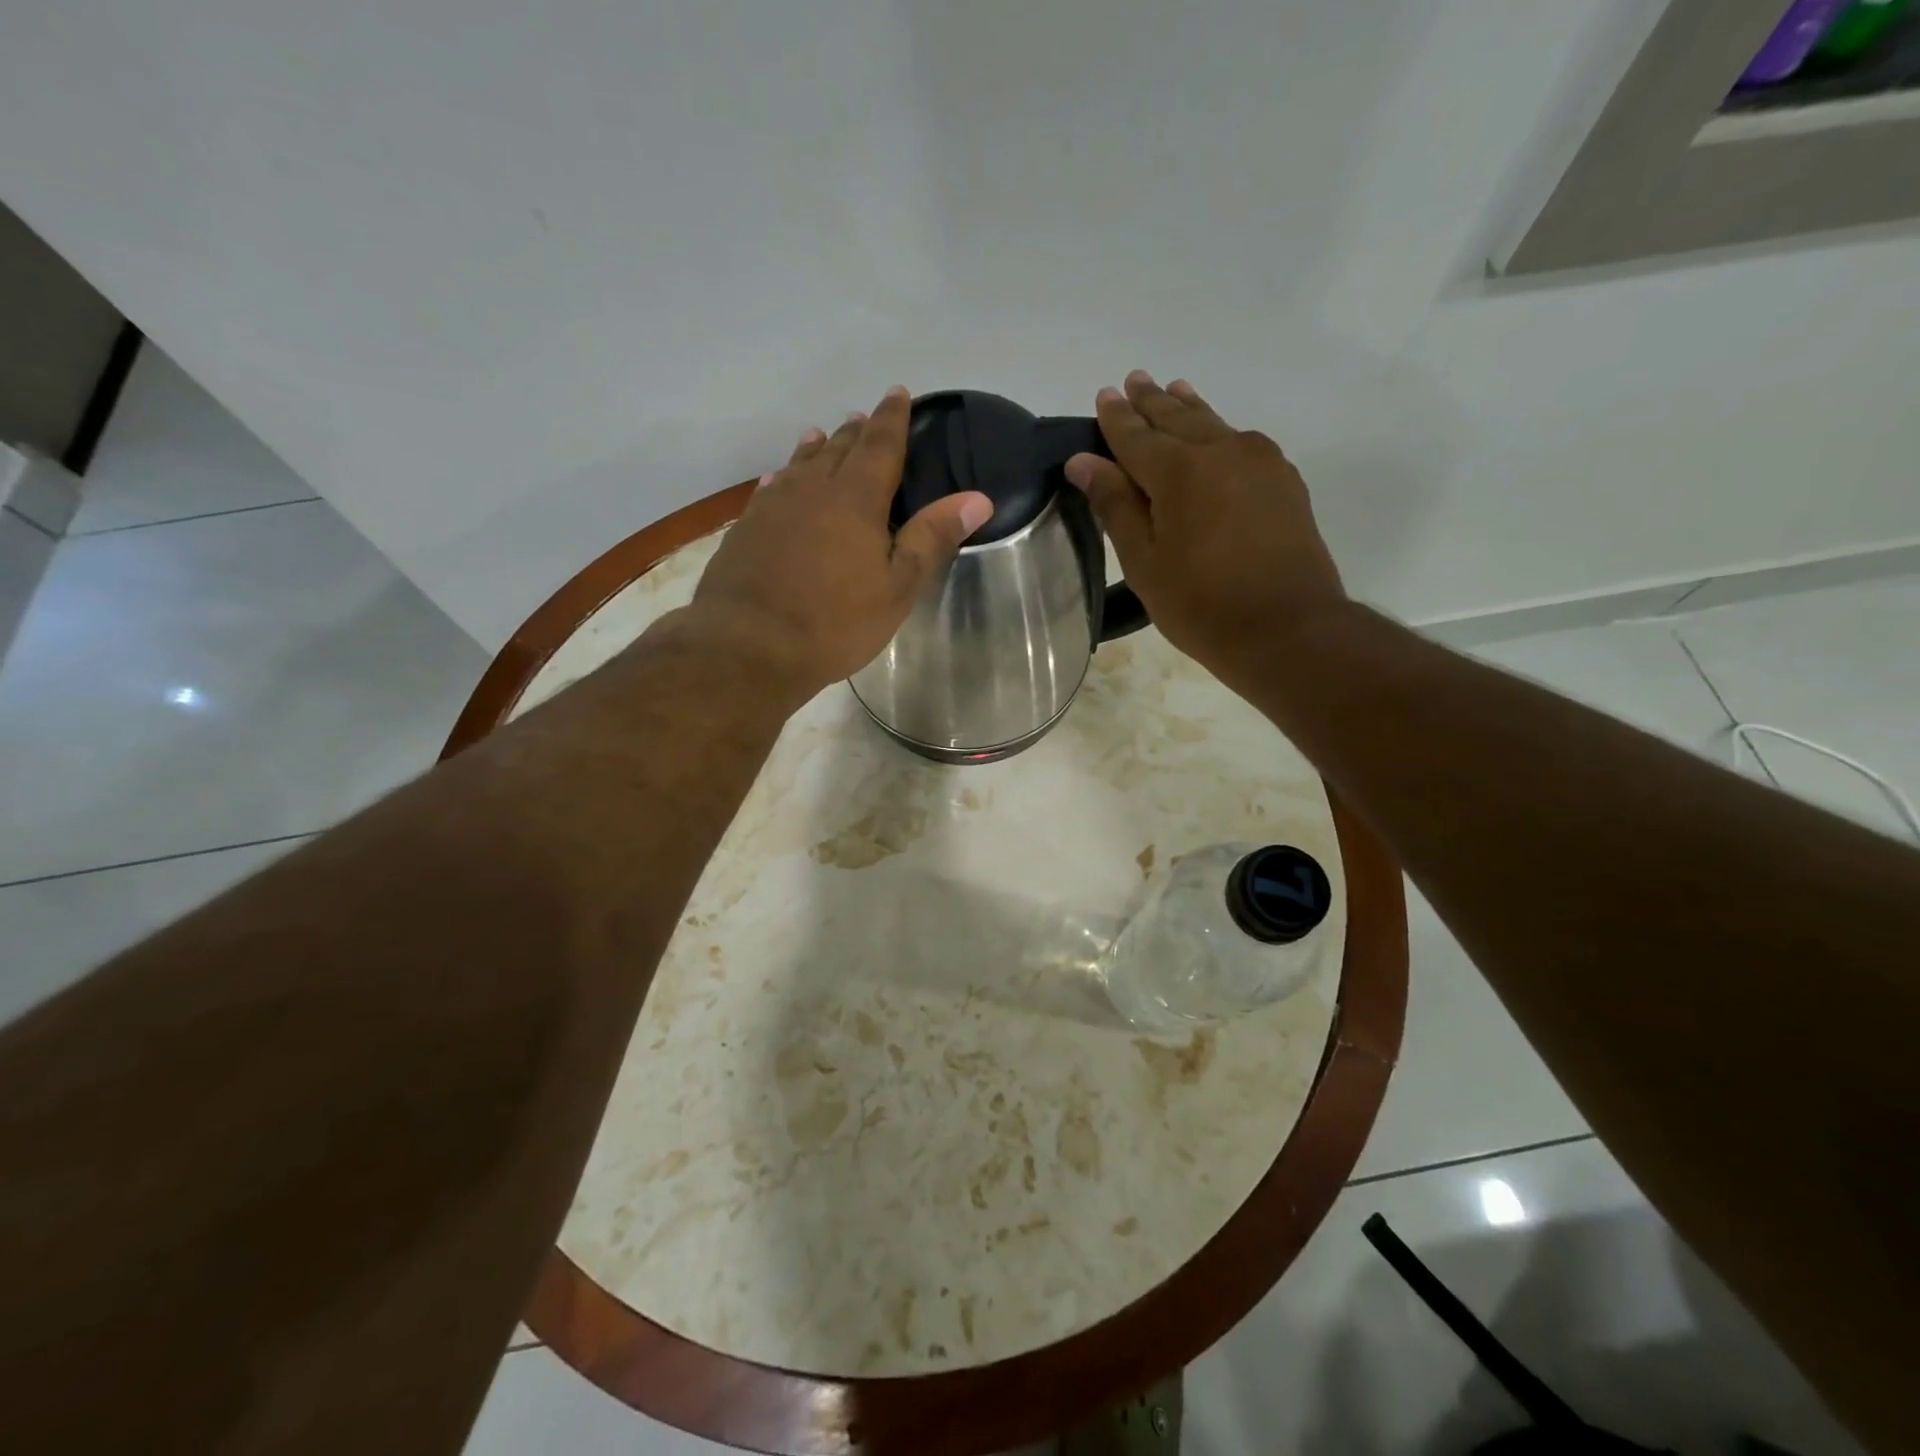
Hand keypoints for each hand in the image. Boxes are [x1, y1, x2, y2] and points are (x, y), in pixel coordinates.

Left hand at [687, 386, 993, 697]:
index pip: (880, 445)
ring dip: (816, 449)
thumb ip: (932, 538)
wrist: (749, 644)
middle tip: (864, 417)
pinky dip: (782, 478)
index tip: (898, 393)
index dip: (892, 419)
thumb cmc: (835, 621)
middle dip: (856, 432)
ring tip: (822, 435)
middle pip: (839, 450)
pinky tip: (777, 479)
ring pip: (800, 466)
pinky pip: (770, 490)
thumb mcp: (897, 586)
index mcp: (856, 499)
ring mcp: (774, 508)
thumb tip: (977, 498)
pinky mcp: (747, 529)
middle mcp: (813, 490)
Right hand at [1065, 371, 1345, 690]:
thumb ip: (1116, 505)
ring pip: (1214, 424)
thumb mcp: (1144, 562)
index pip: (1136, 435)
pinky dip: (1219, 431)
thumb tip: (1083, 461)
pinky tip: (1217, 434)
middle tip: (1134, 380)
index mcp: (1178, 471)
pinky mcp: (1284, 480)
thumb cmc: (1201, 604)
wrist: (1288, 628)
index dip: (1116, 418)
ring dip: (1188, 407)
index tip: (1104, 395)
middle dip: (1151, 401)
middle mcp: (1221, 451)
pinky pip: (1242, 442)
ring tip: (1173, 389)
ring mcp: (1260, 462)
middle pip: (1178, 417)